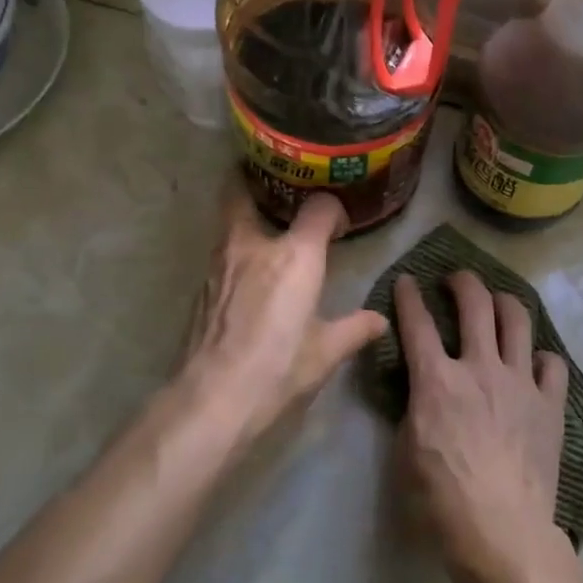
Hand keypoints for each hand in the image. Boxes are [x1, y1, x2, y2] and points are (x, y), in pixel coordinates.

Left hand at [180, 187, 386, 444]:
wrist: (212, 398)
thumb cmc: (278, 368)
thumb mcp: (326, 352)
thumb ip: (355, 329)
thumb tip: (380, 321)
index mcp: (295, 255)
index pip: (319, 208)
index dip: (332, 211)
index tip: (339, 227)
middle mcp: (254, 245)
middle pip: (244, 192)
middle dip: (259, 184)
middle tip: (280, 190)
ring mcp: (220, 262)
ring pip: (229, 221)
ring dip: (246, 217)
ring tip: (267, 229)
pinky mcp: (202, 286)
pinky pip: (222, 252)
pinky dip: (236, 250)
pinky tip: (247, 272)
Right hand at [394, 271, 570, 580]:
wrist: (502, 531)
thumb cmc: (441, 500)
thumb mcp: (405, 452)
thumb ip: (413, 409)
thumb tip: (421, 390)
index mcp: (438, 381)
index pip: (417, 323)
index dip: (408, 296)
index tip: (406, 281)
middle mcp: (481, 368)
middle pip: (476, 303)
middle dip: (463, 281)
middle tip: (456, 279)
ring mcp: (520, 382)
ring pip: (517, 319)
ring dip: (504, 301)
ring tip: (497, 301)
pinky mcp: (550, 403)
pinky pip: (552, 363)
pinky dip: (541, 358)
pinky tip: (534, 364)